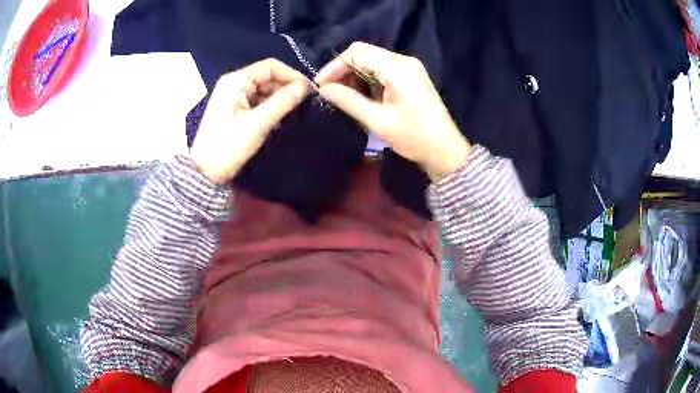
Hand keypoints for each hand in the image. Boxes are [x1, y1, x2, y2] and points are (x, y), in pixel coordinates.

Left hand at [190, 59, 310, 183]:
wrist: (204, 172)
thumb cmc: (228, 147)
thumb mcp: (257, 124)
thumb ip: (282, 102)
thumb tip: (304, 88)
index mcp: (236, 81)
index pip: (270, 66)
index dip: (292, 75)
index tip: (309, 90)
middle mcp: (233, 82)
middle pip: (266, 76)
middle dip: (285, 86)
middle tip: (304, 102)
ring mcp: (231, 95)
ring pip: (262, 88)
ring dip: (278, 96)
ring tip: (293, 110)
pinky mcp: (231, 107)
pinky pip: (255, 99)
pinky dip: (268, 104)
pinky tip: (278, 115)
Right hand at [314, 42, 469, 181]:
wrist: (445, 150)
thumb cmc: (414, 138)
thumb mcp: (378, 121)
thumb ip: (349, 101)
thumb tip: (324, 89)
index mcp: (398, 68)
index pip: (356, 54)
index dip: (334, 67)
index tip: (319, 86)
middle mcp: (403, 60)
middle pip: (363, 53)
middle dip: (342, 69)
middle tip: (329, 91)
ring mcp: (409, 67)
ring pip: (371, 60)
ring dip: (354, 74)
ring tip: (342, 95)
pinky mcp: (410, 76)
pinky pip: (382, 69)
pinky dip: (366, 79)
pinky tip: (360, 95)